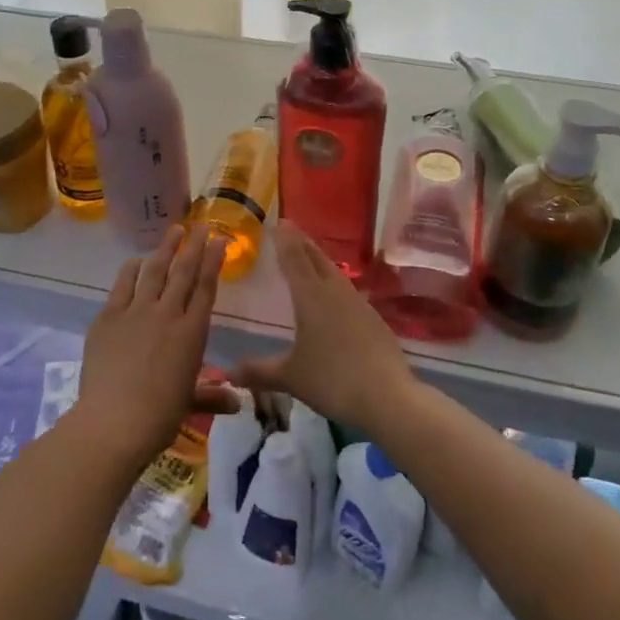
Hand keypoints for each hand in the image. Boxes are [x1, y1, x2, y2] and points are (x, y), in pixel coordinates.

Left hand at [75, 224, 236, 463]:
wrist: (114, 422)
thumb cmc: (159, 417)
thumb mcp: (189, 403)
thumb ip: (213, 396)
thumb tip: (238, 402)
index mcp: (192, 333)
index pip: (206, 288)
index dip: (213, 262)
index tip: (219, 241)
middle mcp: (167, 314)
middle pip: (183, 272)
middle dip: (194, 245)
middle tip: (201, 225)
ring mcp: (136, 312)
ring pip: (154, 271)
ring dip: (165, 249)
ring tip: (174, 230)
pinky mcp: (109, 318)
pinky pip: (122, 286)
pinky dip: (131, 270)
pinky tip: (135, 261)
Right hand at [232, 222, 419, 432]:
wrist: (388, 396)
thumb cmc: (332, 380)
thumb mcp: (291, 377)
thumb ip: (260, 371)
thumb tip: (230, 372)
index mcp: (311, 296)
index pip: (294, 257)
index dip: (284, 239)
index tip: (278, 222)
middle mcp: (335, 291)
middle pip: (316, 258)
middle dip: (301, 243)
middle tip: (290, 229)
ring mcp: (358, 303)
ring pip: (334, 272)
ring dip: (319, 260)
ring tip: (309, 257)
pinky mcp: (373, 319)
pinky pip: (347, 290)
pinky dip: (334, 282)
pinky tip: (333, 295)